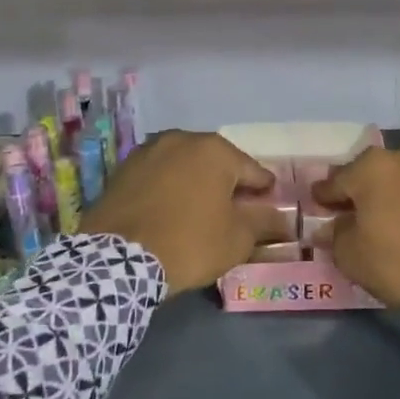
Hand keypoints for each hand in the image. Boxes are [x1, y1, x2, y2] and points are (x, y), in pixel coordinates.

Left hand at [82, 130, 283, 292]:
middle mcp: (182, 139)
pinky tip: (170, 212)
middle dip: (228, 185)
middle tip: (235, 213)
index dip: (264, 192)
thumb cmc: (189, 243)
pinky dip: (169, 189)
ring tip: (200, 212)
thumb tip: (282, 217)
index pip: (252, 171)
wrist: (117, 259)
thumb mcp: (237, 238)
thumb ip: (263, 222)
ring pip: (185, 167)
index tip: (269, 208)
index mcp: (215, 150)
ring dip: (196, 184)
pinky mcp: (123, 169)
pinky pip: (158, 176)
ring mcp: (148, 151)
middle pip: (217, 163)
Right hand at [314, 142, 399, 343]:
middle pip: (375, 173)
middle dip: (365, 190)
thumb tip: (330, 227)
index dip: (326, 196)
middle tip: (358, 213)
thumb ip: (335, 236)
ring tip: (396, 216)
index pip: (338, 181)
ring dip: (398, 191)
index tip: (320, 205)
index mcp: (373, 167)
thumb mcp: (353, 257)